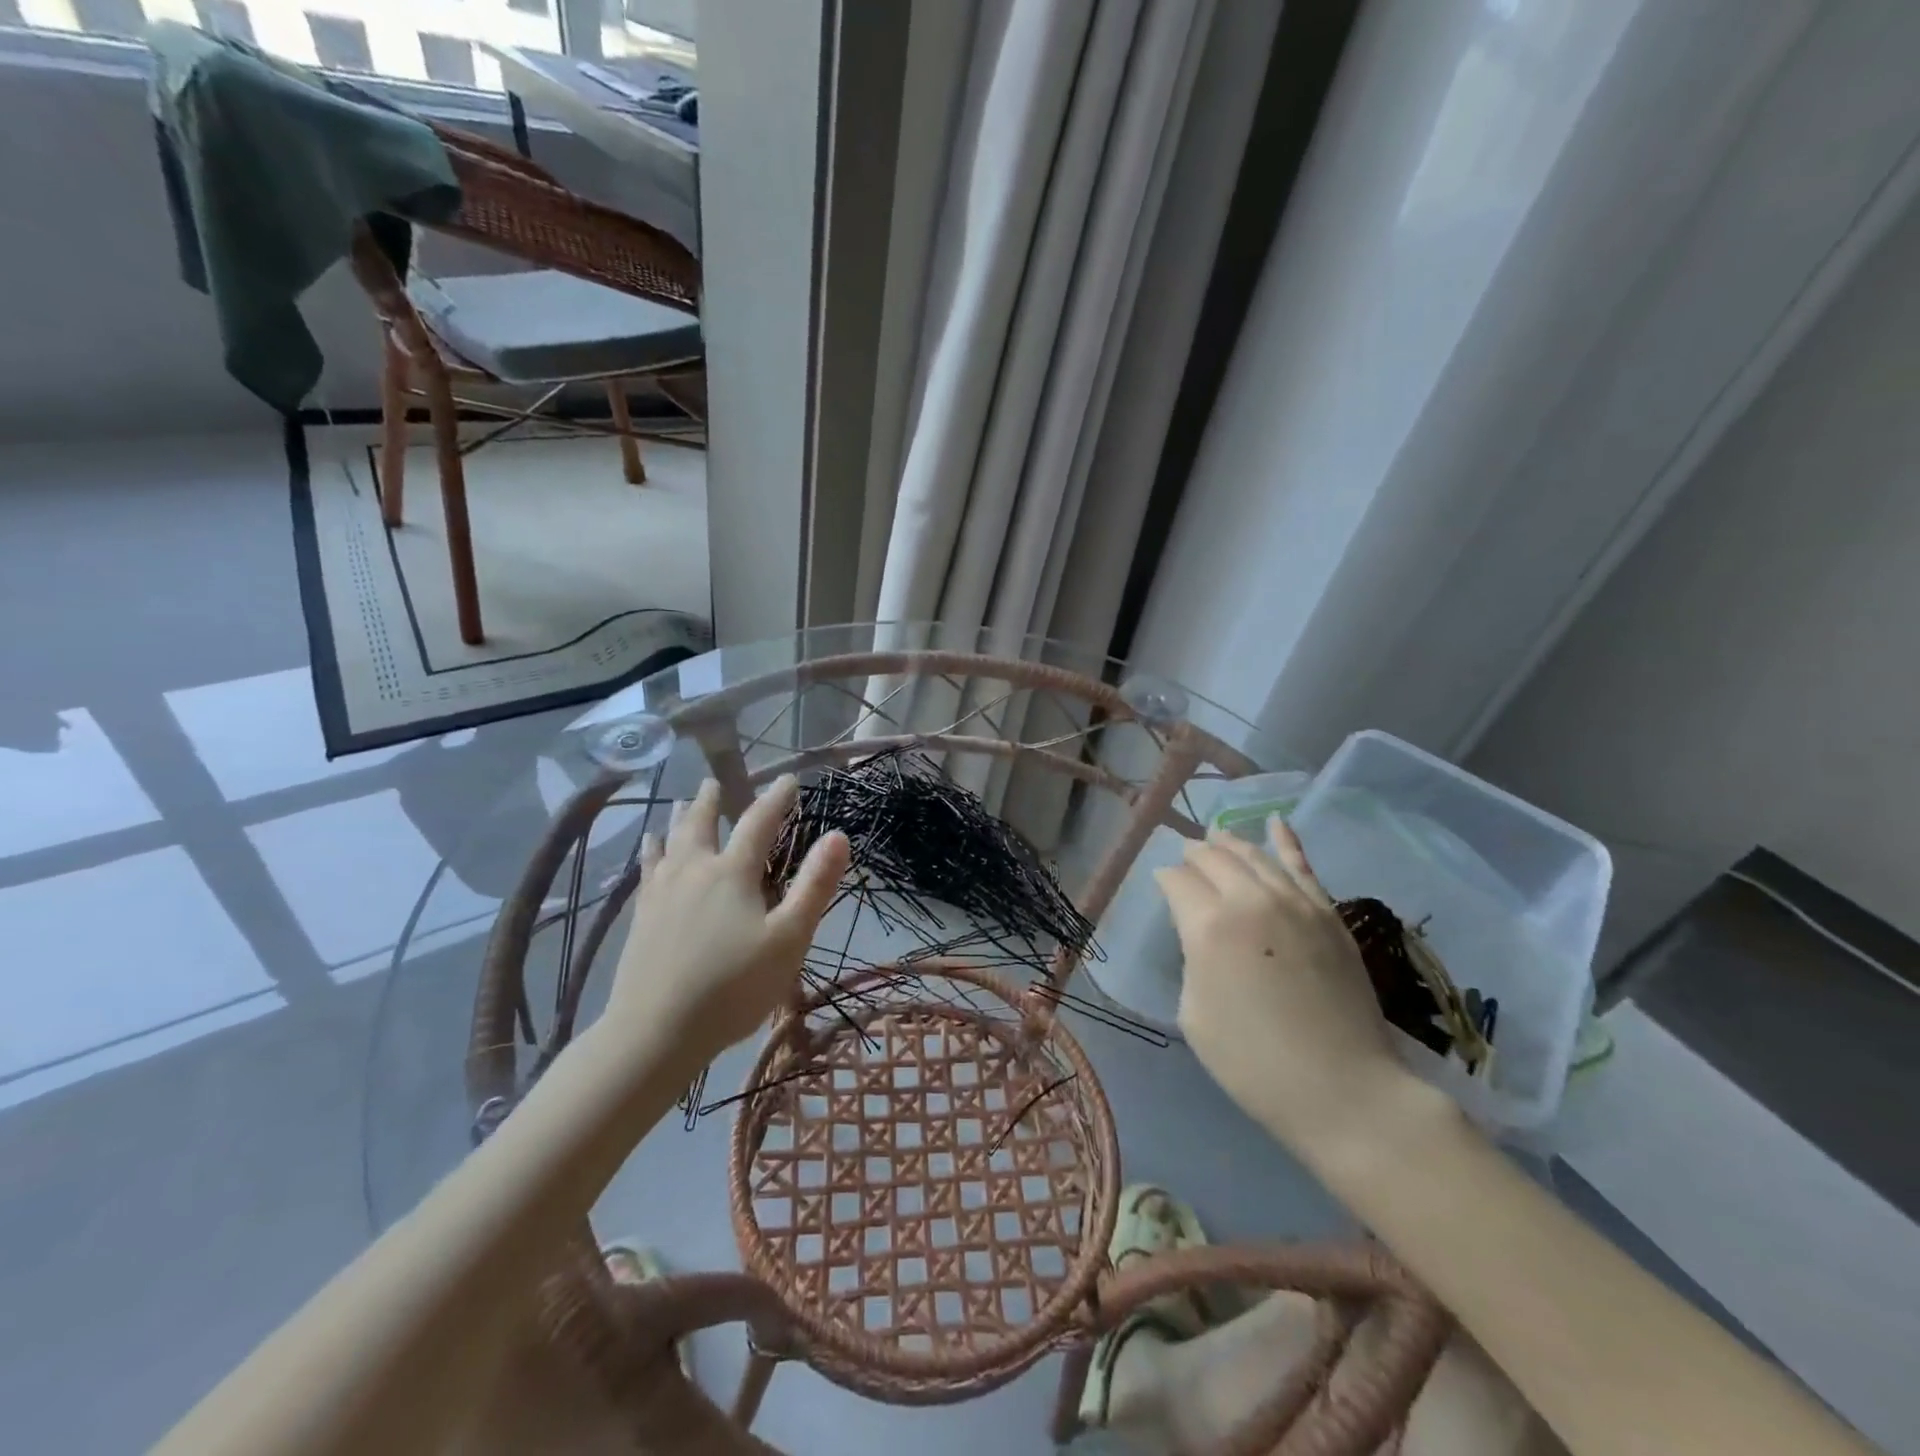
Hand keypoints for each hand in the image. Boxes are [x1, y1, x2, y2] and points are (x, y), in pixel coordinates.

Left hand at [605, 776, 848, 1065]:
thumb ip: (814, 885)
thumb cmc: (733, 988)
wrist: (655, 1033)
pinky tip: (650, 849)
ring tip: (682, 803)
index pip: (759, 822)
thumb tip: (838, 835)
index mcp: (732, 873)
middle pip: (703, 824)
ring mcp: (662, 892)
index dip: (776, 798)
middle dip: (714, 800)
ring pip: (671, 841)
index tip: (788, 780)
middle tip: (716, 780)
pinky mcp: (641, 916)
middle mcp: (694, 870)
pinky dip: (652, 850)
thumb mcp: (789, 938)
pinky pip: (648, 868)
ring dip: (680, 818)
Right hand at [1156, 818, 1411, 1154]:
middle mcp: (1250, 901)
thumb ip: (1193, 959)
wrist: (1344, 1090)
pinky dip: (1287, 841)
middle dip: (1193, 854)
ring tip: (1215, 835)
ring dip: (1229, 842)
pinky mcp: (1329, 915)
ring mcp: (1296, 903)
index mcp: (1209, 926)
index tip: (1161, 885)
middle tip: (1183, 857)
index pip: (1177, 881)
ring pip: (1254, 855)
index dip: (1164, 879)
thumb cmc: (1253, 1063)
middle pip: (1213, 858)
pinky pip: (1304, 866)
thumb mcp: (1195, 1013)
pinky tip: (1277, 822)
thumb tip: (1201, 932)